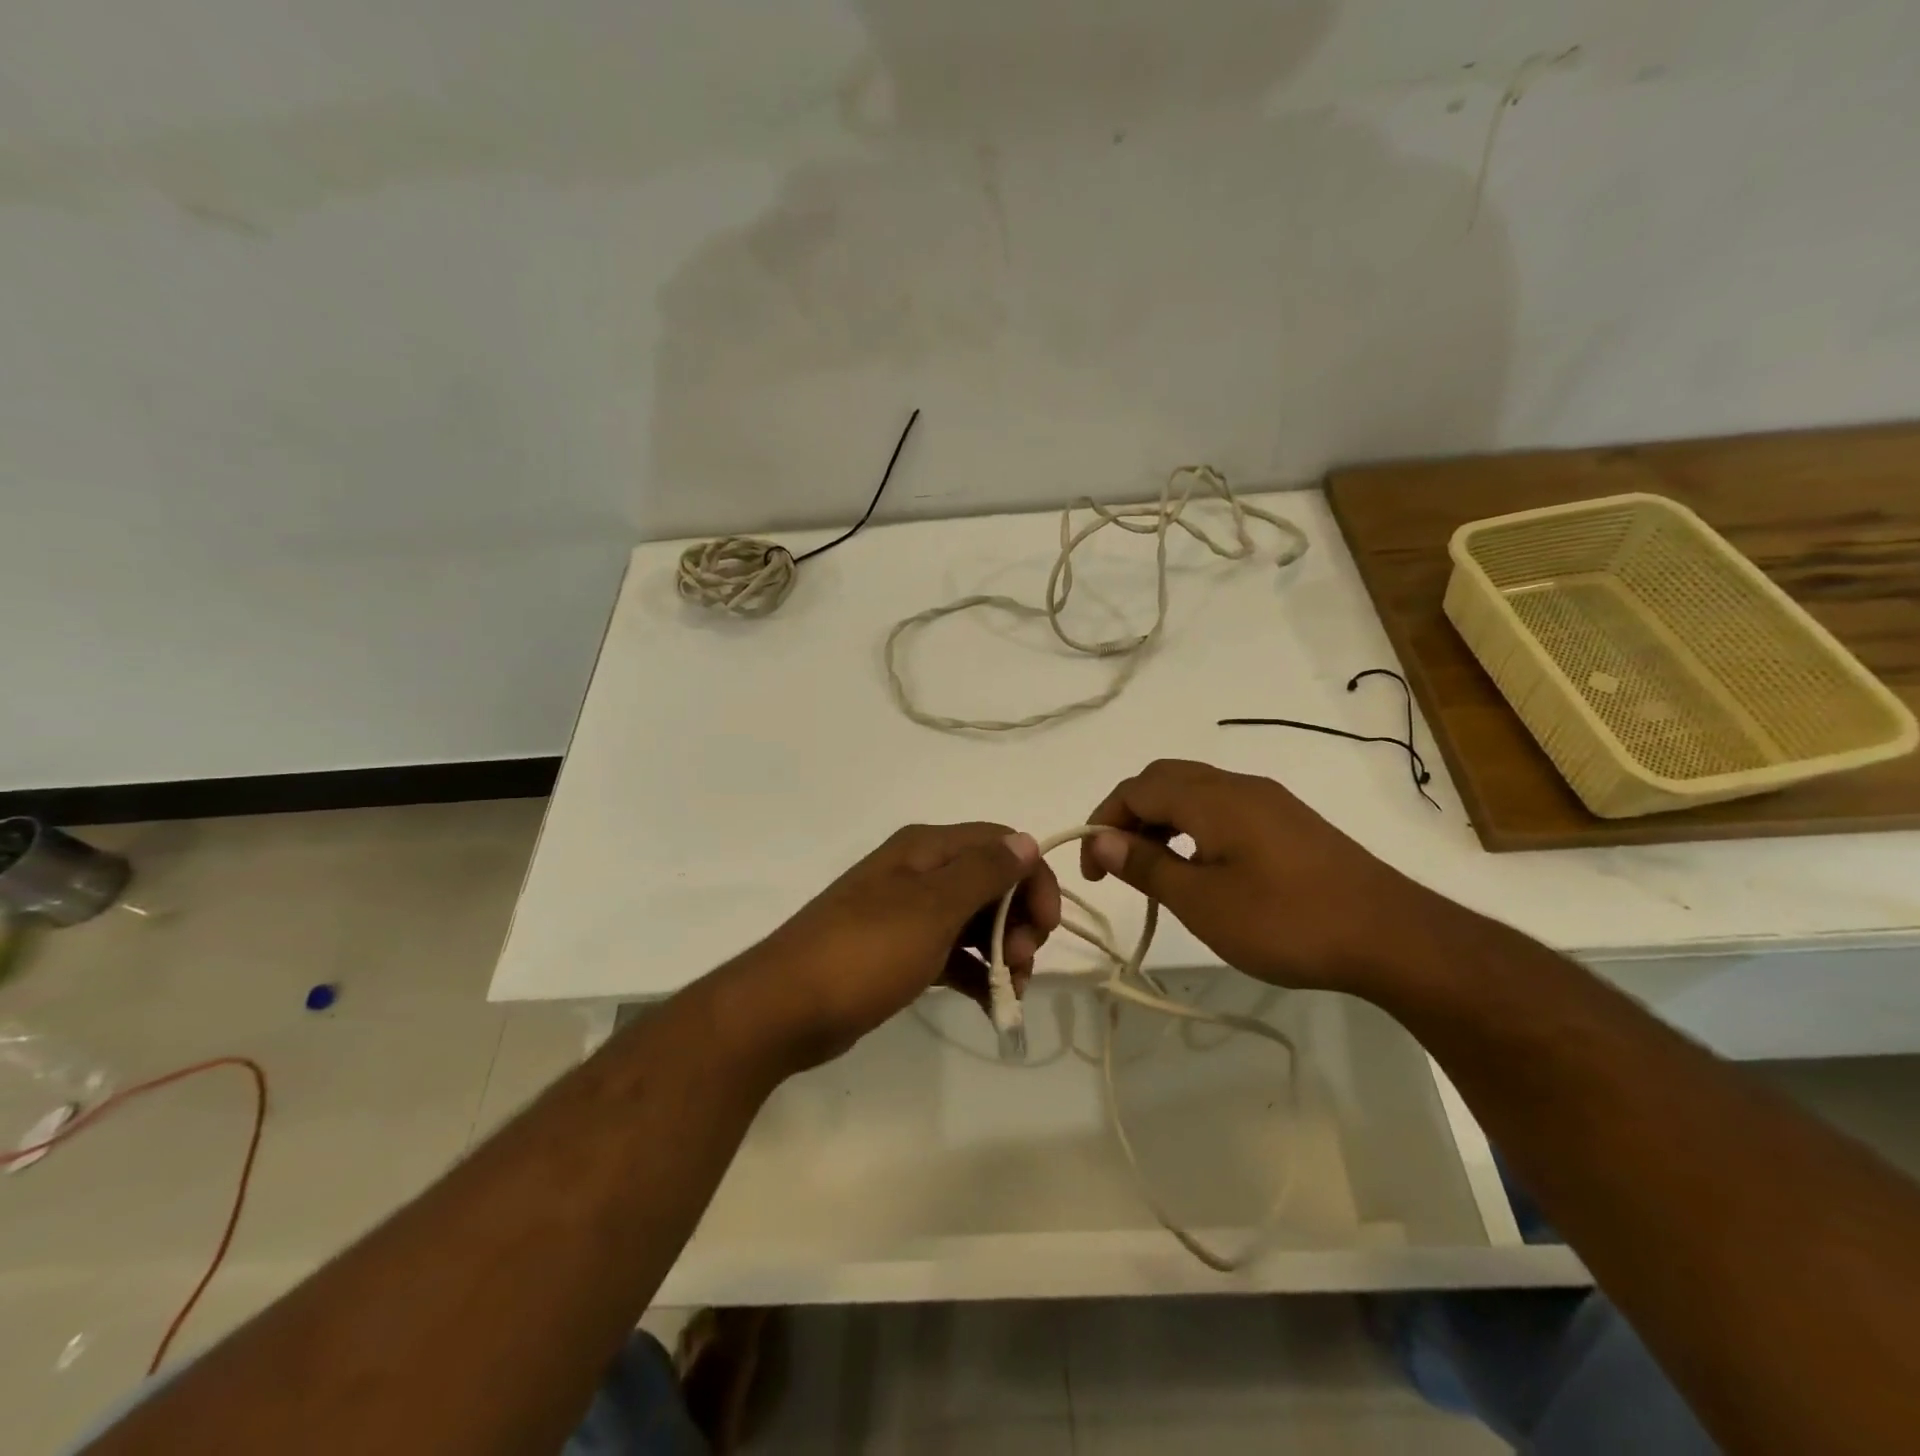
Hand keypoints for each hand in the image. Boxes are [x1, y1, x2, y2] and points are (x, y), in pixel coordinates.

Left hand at [732, 823, 1061, 1068]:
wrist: (784, 1008)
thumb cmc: (865, 951)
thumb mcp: (932, 908)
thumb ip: (983, 872)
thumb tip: (1026, 840)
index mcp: (926, 850)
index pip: (1000, 845)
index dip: (1033, 878)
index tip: (1048, 926)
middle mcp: (919, 873)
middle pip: (991, 883)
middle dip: (1020, 920)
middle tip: (1024, 963)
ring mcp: (907, 914)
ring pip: (974, 922)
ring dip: (1003, 951)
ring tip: (1012, 991)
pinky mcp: (898, 953)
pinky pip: (952, 955)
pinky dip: (976, 975)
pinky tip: (992, 1006)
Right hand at [1079, 759, 1453, 995]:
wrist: (1393, 937)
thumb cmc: (1287, 921)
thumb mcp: (1202, 901)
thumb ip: (1146, 865)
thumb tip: (1100, 838)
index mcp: (1212, 797)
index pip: (1136, 789)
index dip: (1102, 821)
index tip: (1093, 871)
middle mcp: (1238, 786)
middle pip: (1164, 779)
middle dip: (1129, 814)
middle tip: (1118, 862)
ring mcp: (1269, 801)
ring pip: (1195, 791)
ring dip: (1161, 820)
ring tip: (1154, 868)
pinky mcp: (1290, 822)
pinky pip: (1223, 807)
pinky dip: (1193, 826)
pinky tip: (1202, 867)